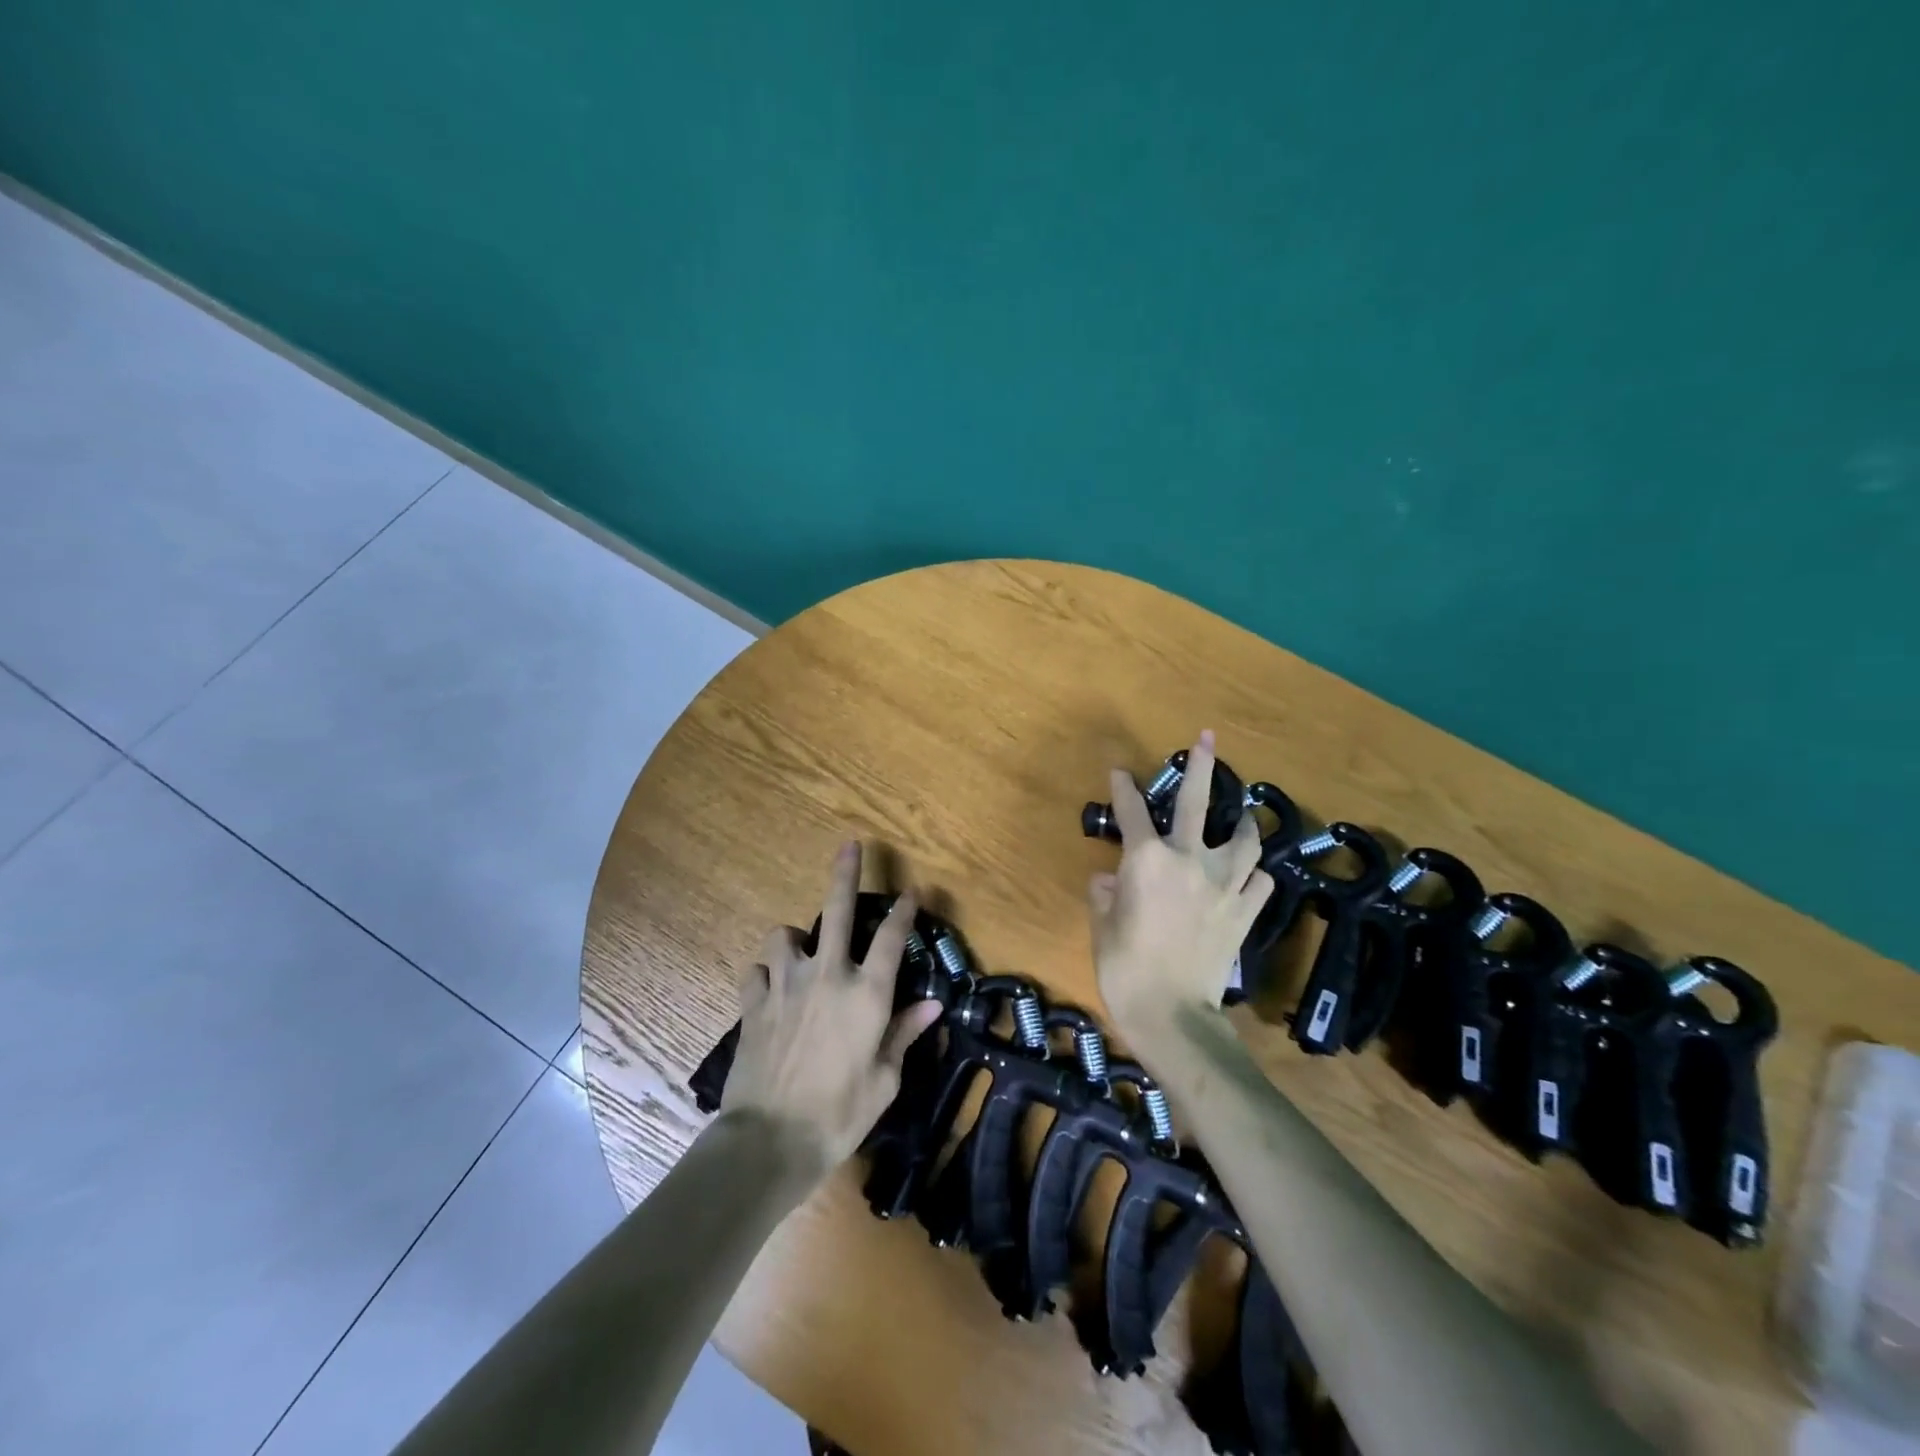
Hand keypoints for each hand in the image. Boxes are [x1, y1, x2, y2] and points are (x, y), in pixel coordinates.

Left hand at [720, 842, 943, 1187]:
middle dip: (846, 873)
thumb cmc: (840, 1115)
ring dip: (794, 939)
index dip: (905, 910)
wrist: (769, 1141)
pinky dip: (765, 975)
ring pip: (784, 935)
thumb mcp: (885, 1080)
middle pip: (838, 909)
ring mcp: (785, 984)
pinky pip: (756, 971)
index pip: (891, 938)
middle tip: (849, 846)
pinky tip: (770, 991)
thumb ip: (904, 1034)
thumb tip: (932, 1005)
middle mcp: (827, 975)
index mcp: (866, 993)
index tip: (912, 891)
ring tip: (799, 954)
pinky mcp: (753, 1002)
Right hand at [1088, 730, 1272, 1053]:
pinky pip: (1260, 884)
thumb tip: (1111, 880)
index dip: (1123, 788)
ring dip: (1245, 823)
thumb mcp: (1103, 926)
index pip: (1131, 811)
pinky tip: (1250, 879)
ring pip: (1245, 840)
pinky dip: (1255, 877)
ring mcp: (1223, 885)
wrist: (1173, 1014)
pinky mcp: (1245, 912)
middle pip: (1199, 803)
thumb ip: (1106, 894)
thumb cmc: (1125, 967)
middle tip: (1208, 739)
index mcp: (1147, 859)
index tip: (1119, 771)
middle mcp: (1189, 860)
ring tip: (1245, 815)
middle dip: (1203, 766)